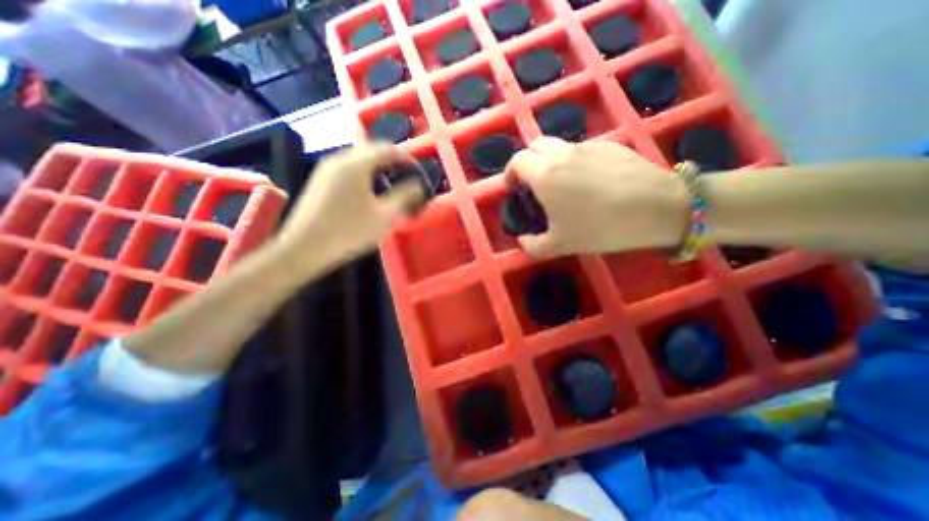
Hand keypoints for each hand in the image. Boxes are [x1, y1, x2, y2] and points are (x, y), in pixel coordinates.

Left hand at [272, 143, 423, 276]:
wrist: (304, 248)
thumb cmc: (348, 232)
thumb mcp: (384, 217)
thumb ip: (404, 197)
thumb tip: (418, 186)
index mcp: (355, 164)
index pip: (386, 149)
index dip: (406, 157)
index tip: (418, 170)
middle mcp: (339, 159)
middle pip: (371, 150)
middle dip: (392, 161)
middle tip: (406, 176)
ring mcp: (326, 169)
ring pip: (359, 159)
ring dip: (378, 167)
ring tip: (391, 183)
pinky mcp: (320, 181)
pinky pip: (348, 168)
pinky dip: (364, 173)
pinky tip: (369, 191)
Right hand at [505, 139, 683, 258]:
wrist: (657, 208)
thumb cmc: (601, 227)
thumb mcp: (561, 245)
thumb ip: (533, 245)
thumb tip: (521, 241)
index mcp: (545, 175)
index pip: (517, 160)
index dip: (510, 172)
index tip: (513, 187)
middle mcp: (562, 155)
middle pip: (535, 145)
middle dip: (527, 161)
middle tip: (532, 182)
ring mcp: (587, 147)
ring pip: (558, 145)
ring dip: (550, 159)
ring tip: (560, 182)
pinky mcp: (609, 145)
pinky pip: (582, 149)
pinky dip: (574, 160)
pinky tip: (589, 180)